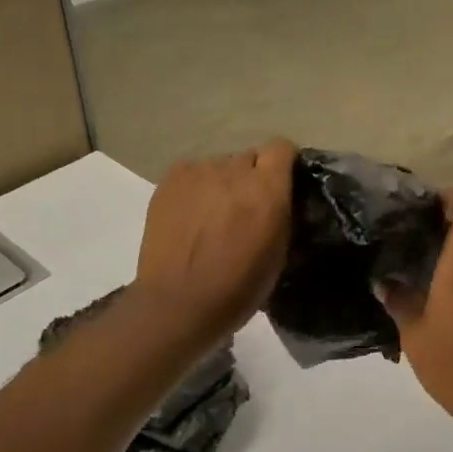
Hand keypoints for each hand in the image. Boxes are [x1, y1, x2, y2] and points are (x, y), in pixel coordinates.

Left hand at [135, 139, 295, 344]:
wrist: (179, 303)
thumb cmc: (238, 288)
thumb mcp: (278, 253)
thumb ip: (280, 214)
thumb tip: (277, 199)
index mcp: (267, 189)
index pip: (281, 148)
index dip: (283, 163)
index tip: (281, 183)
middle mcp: (234, 170)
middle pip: (249, 158)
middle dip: (251, 178)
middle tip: (244, 208)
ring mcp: (198, 172)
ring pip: (219, 166)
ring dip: (222, 184)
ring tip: (212, 215)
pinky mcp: (169, 180)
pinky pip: (192, 173)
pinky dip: (196, 188)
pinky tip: (191, 215)